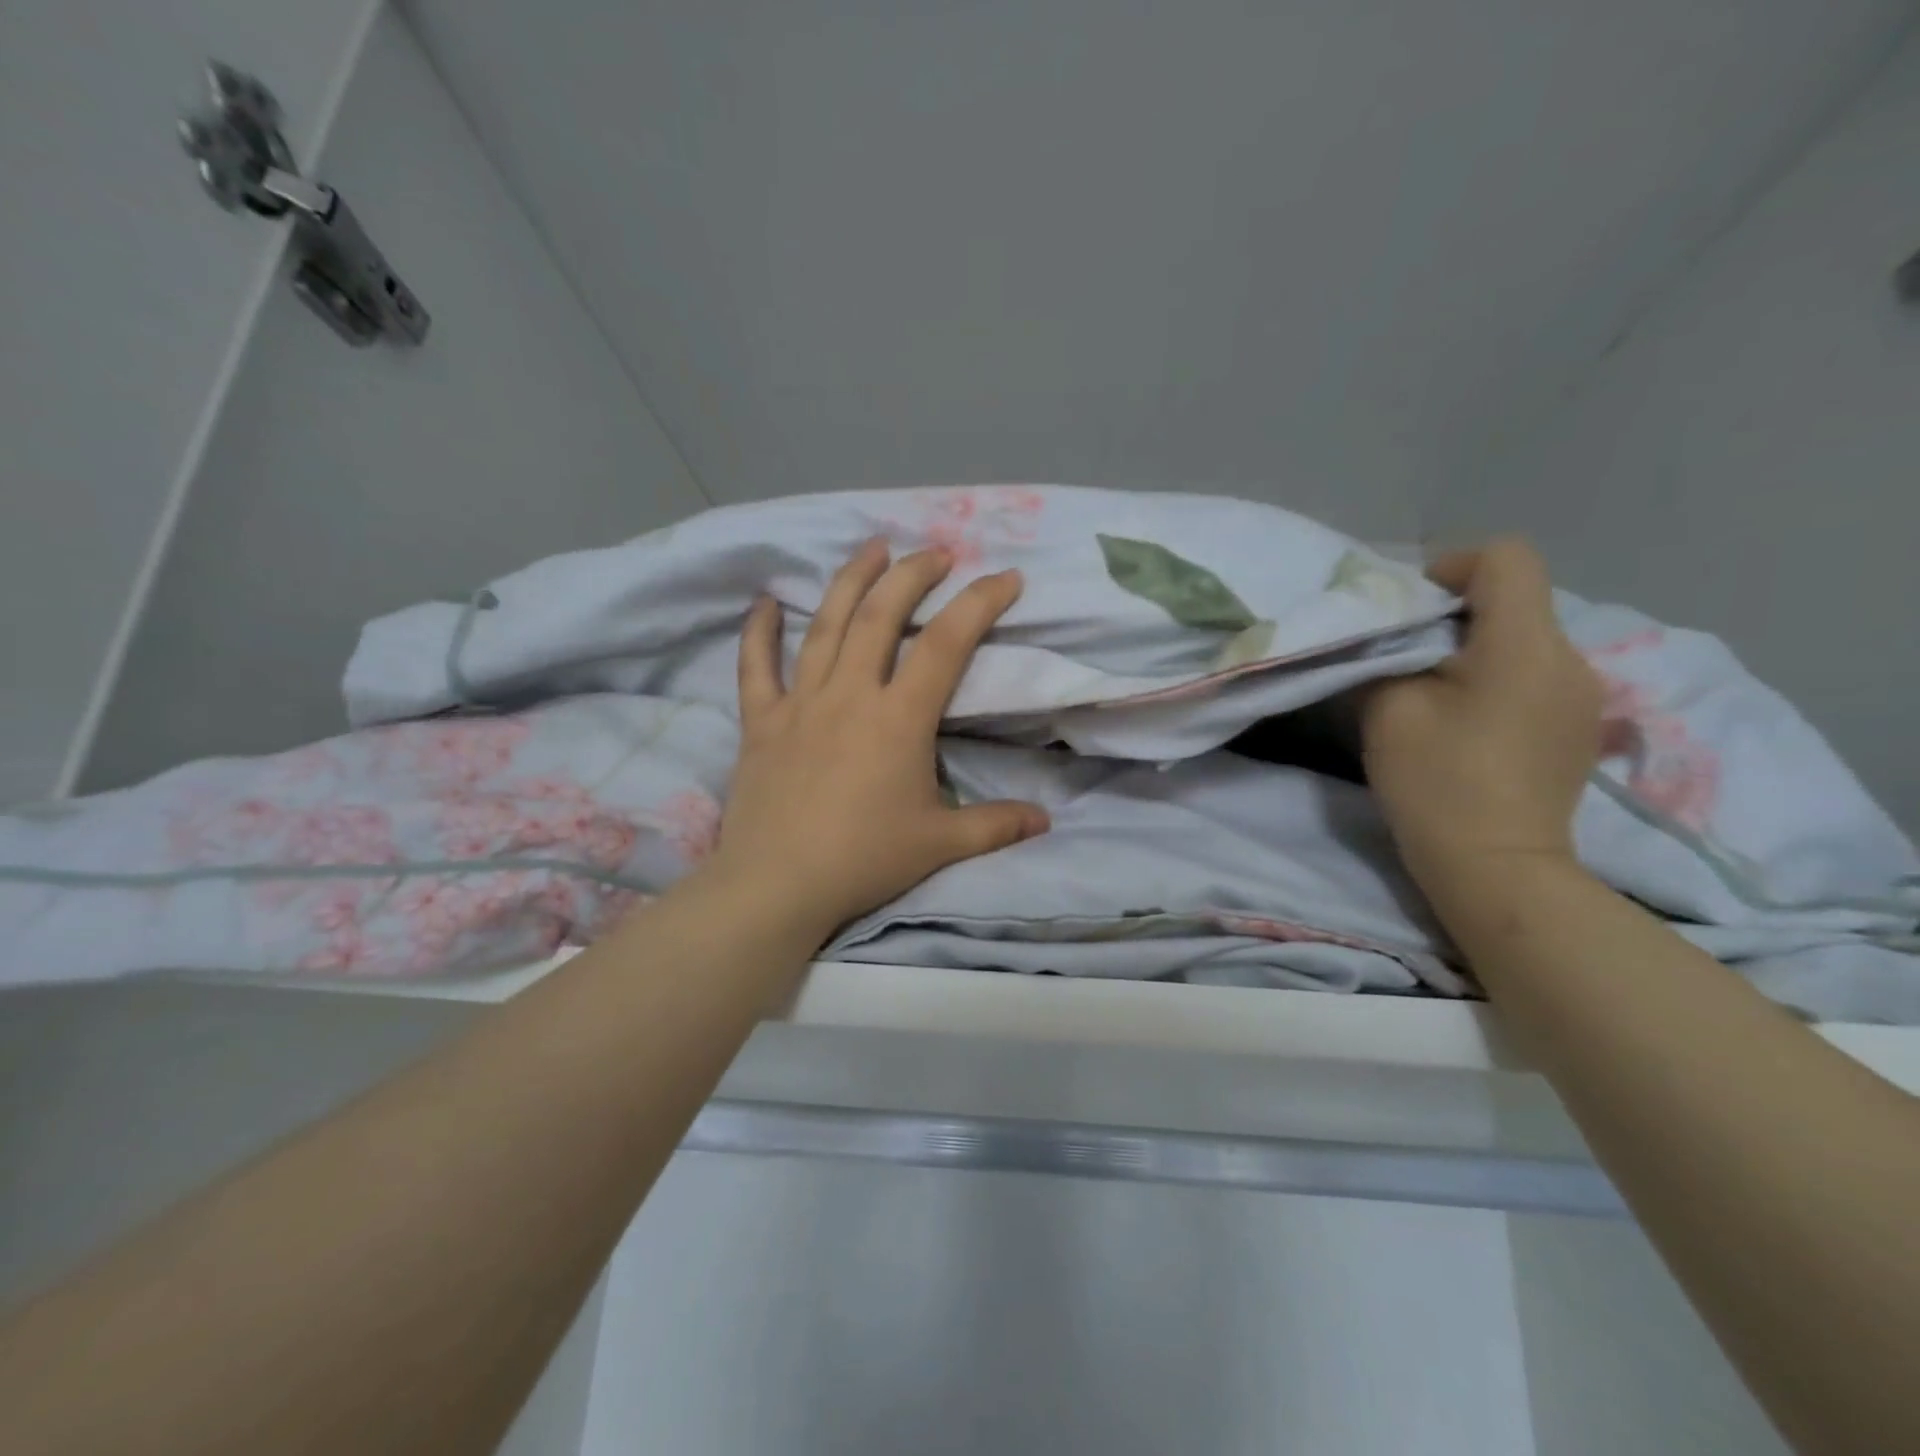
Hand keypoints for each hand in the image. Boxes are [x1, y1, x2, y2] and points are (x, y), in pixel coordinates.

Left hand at [703, 538, 1050, 942]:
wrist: (777, 885)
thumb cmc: (863, 860)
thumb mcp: (939, 844)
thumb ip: (994, 826)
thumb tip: (1044, 821)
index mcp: (898, 718)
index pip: (947, 644)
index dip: (979, 603)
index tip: (1005, 577)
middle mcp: (850, 694)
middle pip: (882, 615)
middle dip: (913, 575)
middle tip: (935, 552)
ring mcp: (800, 702)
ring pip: (826, 626)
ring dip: (851, 581)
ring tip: (872, 548)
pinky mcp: (762, 721)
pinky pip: (756, 666)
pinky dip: (759, 632)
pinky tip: (765, 601)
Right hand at [1362, 538, 1603, 905]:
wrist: (1496, 868)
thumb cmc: (1436, 782)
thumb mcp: (1389, 709)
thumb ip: (1387, 656)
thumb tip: (1390, 639)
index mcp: (1525, 645)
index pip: (1506, 559)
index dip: (1453, 565)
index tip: (1411, 606)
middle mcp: (1570, 659)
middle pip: (1517, 600)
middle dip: (1457, 613)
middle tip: (1407, 653)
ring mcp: (1583, 696)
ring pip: (1525, 639)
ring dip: (1477, 648)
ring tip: (1434, 690)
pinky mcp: (1579, 728)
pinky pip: (1537, 675)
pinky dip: (1498, 678)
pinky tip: (1469, 721)